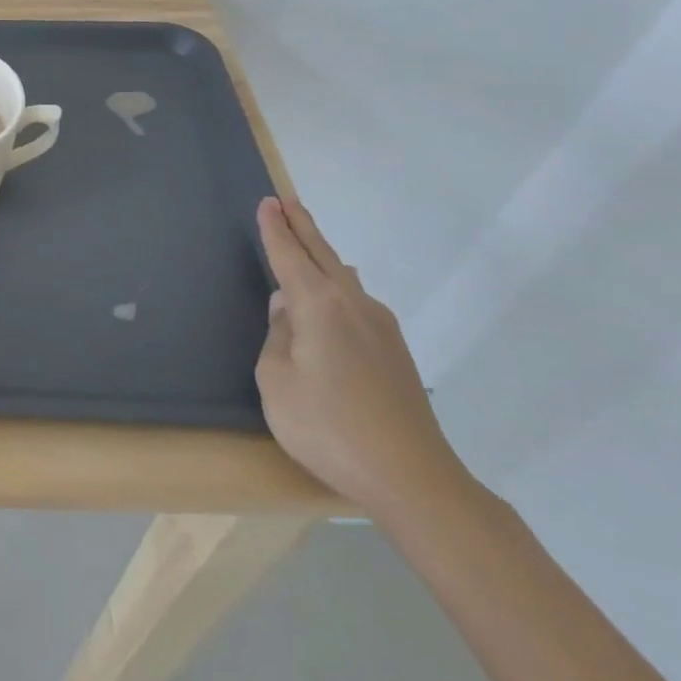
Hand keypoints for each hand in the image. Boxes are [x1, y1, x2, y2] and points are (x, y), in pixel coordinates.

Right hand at [254, 197, 468, 519]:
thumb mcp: (277, 381)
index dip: (275, 229)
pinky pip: (356, 301)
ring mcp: (381, 328)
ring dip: (322, 255)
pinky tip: (334, 294)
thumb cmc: (329, 427)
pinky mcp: (395, 353)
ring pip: (343, 278)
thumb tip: (288, 311)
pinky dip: (337, 284)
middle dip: (302, 226)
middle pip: (323, 255)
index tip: (268, 202)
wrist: (413, 479)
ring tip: (307, 241)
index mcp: (319, 305)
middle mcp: (353, 305)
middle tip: (287, 201)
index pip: (290, 256)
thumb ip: (278, 337)